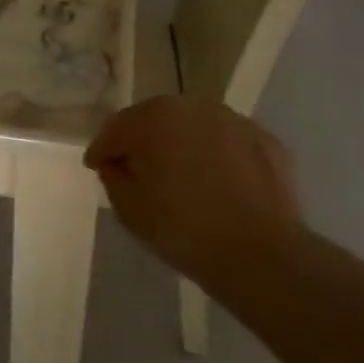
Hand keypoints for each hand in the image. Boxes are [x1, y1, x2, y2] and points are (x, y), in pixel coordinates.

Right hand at [84, 95, 301, 280]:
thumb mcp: (129, 208)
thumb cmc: (183, 229)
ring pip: (195, 127)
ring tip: (180, 174)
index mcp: (154, 118)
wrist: (261, 255)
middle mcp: (193, 107)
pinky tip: (217, 181)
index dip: (103, 149)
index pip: (117, 128)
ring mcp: (234, 121)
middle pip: (156, 119)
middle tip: (136, 168)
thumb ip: (114, 177)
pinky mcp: (266, 141)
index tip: (96, 167)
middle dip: (143, 140)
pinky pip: (228, 143)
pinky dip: (217, 155)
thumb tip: (117, 163)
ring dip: (182, 144)